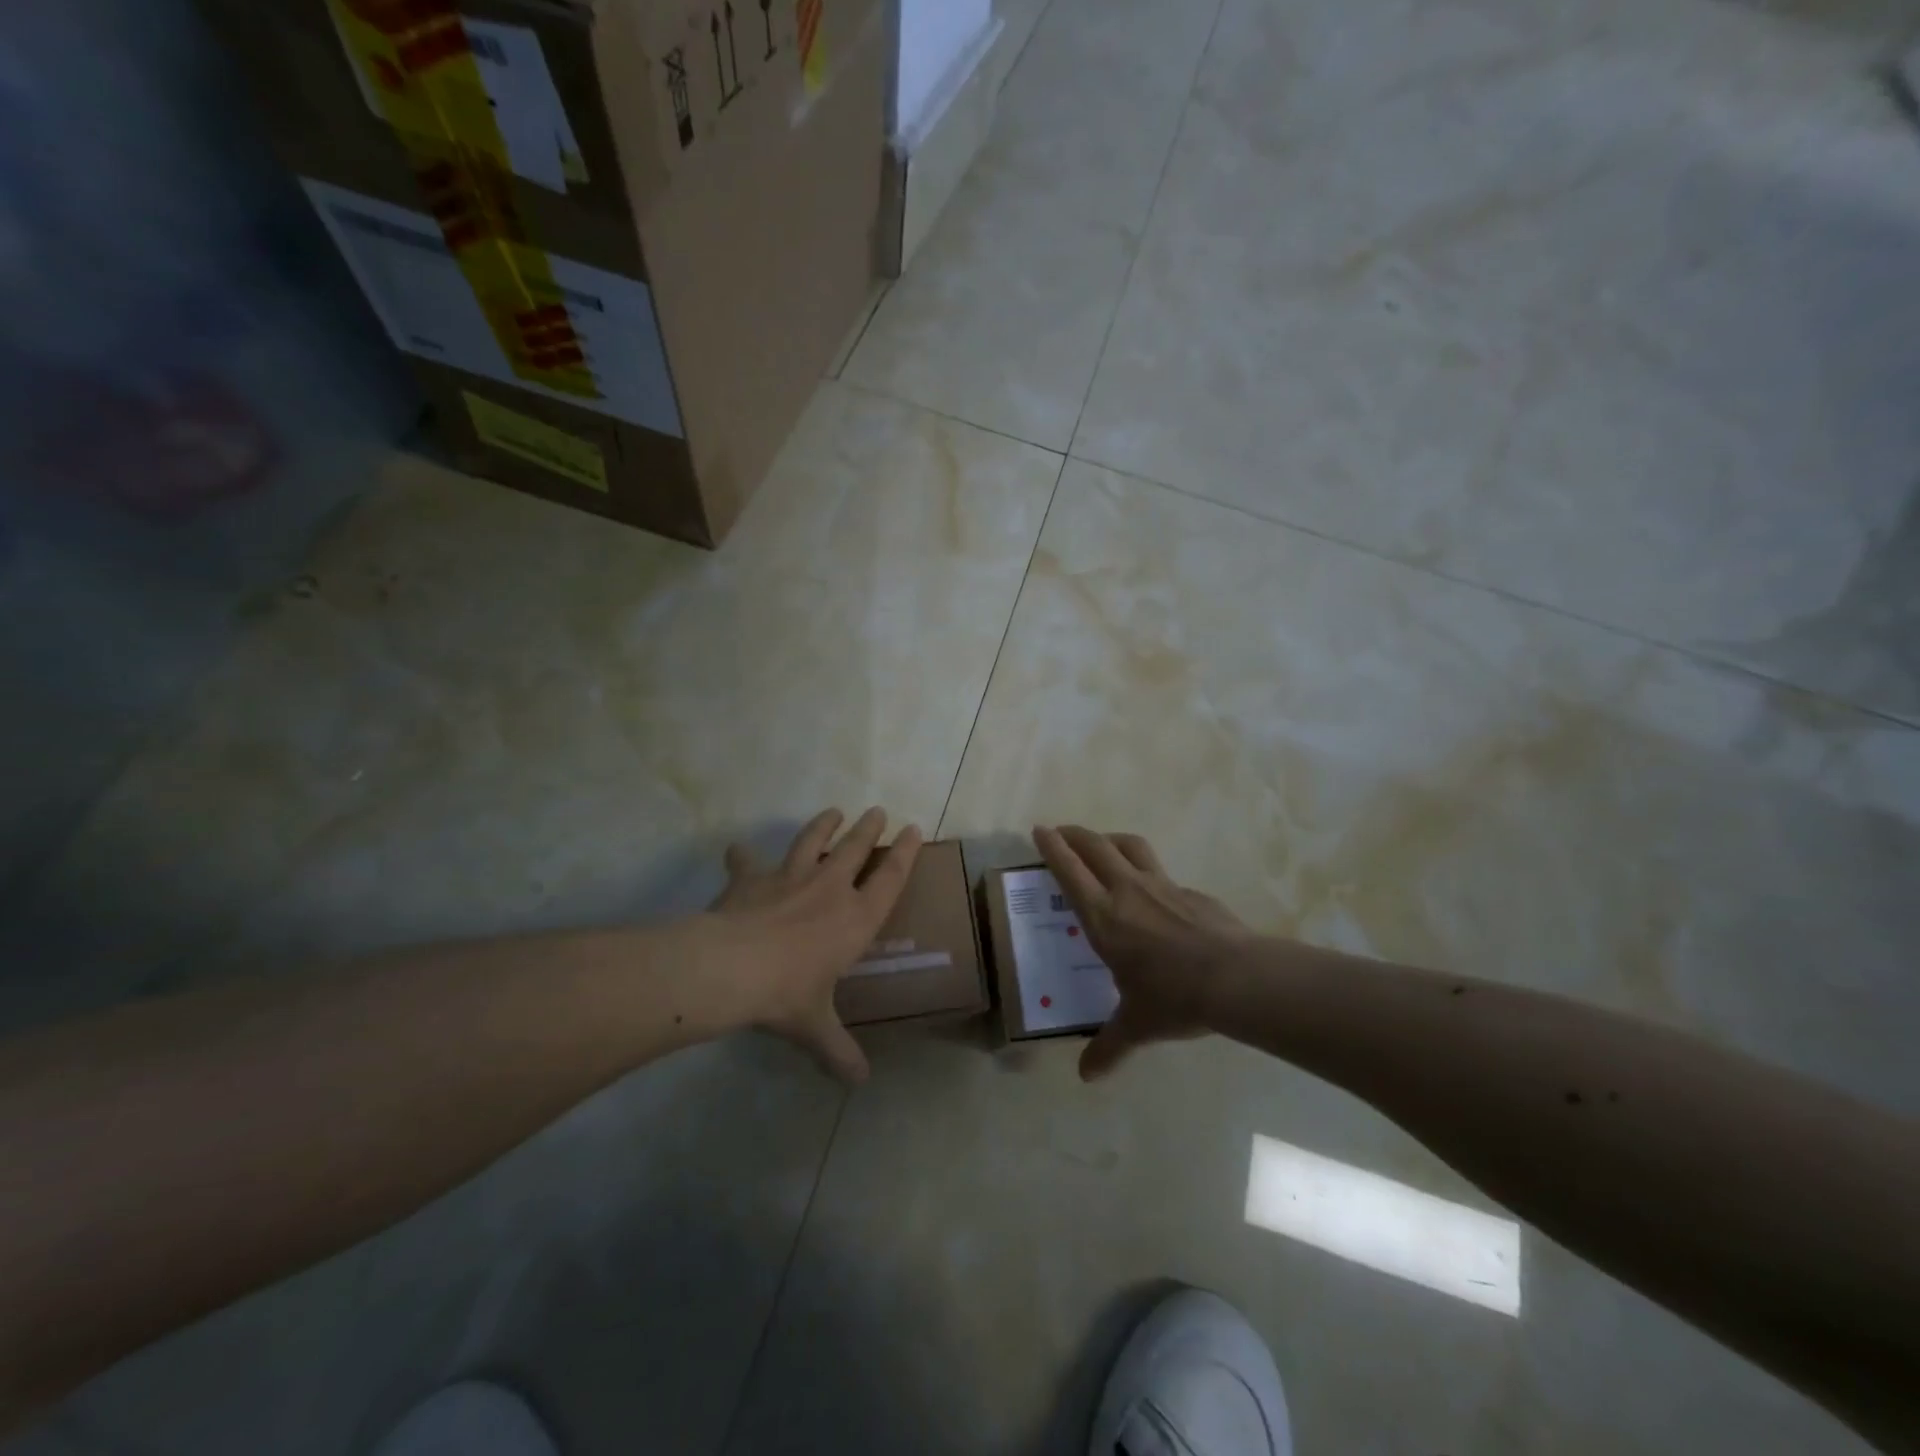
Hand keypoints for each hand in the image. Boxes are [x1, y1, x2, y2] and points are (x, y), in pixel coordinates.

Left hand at [707, 807, 922, 1083]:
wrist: (732, 968)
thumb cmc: (787, 994)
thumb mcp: (815, 1027)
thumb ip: (838, 1051)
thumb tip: (859, 1082)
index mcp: (855, 919)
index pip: (890, 878)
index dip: (903, 852)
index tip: (912, 828)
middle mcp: (828, 888)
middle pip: (854, 848)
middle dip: (868, 828)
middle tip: (877, 811)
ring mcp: (789, 877)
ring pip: (811, 840)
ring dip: (823, 825)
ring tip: (833, 812)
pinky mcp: (752, 879)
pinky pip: (747, 862)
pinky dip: (743, 856)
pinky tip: (738, 850)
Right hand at [1034, 825, 1249, 1080]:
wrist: (1236, 978)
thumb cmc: (1174, 997)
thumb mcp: (1137, 1025)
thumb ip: (1109, 1047)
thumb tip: (1087, 1076)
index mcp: (1103, 917)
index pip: (1069, 871)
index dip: (1051, 848)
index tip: (1039, 830)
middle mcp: (1127, 891)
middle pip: (1095, 846)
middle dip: (1074, 834)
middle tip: (1062, 831)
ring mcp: (1162, 885)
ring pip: (1129, 846)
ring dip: (1110, 839)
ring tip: (1103, 844)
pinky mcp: (1190, 891)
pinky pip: (1161, 872)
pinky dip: (1147, 871)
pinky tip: (1153, 892)